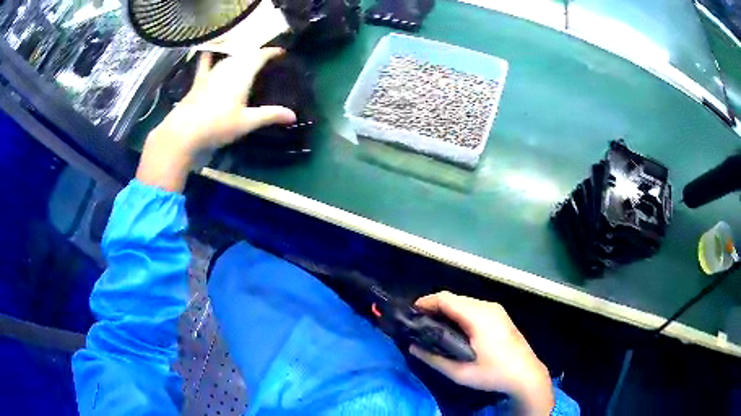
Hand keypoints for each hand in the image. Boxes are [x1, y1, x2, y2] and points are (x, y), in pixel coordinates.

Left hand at [136, 48, 296, 191]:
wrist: (184, 132)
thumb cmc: (218, 125)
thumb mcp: (247, 123)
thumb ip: (270, 115)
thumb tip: (293, 115)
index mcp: (242, 74)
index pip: (260, 56)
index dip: (271, 52)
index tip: (281, 53)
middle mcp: (228, 68)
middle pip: (245, 54)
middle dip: (257, 53)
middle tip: (266, 59)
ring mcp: (212, 73)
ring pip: (229, 58)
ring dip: (239, 55)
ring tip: (247, 58)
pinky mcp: (199, 81)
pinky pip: (205, 64)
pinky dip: (208, 56)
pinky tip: (208, 51)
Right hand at [410, 292, 553, 414]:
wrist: (526, 375)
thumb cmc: (493, 373)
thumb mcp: (460, 373)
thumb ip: (433, 359)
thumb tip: (412, 348)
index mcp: (479, 317)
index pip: (446, 299)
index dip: (426, 302)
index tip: (410, 314)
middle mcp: (488, 307)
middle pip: (455, 298)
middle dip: (434, 307)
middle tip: (418, 324)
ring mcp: (496, 310)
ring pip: (464, 302)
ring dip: (447, 310)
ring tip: (432, 326)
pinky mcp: (499, 315)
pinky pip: (474, 307)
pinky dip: (459, 313)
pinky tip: (454, 328)